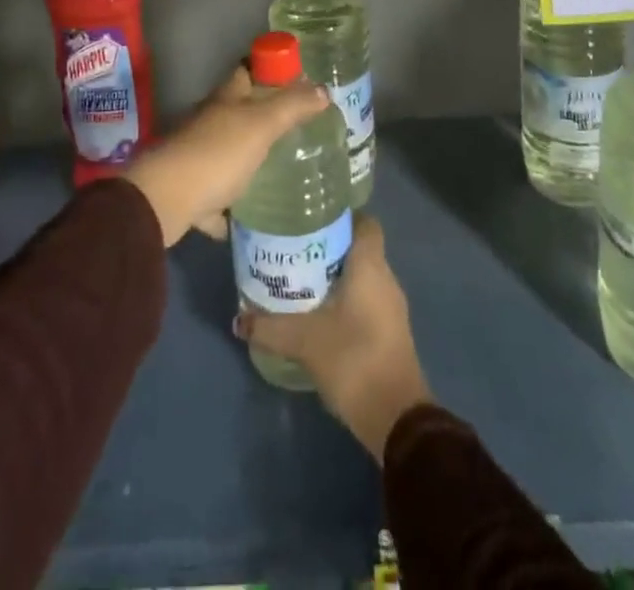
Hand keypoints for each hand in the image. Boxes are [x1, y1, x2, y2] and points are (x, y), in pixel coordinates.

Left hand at [123, 64, 330, 247]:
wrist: (164, 201)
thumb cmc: (216, 154)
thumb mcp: (261, 125)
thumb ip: (291, 107)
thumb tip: (323, 89)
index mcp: (225, 100)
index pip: (247, 71)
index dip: (269, 69)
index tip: (296, 78)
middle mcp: (208, 123)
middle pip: (238, 113)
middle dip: (264, 117)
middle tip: (300, 128)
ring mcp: (196, 158)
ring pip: (227, 154)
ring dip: (248, 161)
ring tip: (283, 172)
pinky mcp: (191, 194)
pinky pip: (216, 199)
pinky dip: (229, 208)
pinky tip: (249, 219)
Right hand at [235, 217, 430, 460]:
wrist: (395, 418)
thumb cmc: (354, 358)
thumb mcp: (304, 340)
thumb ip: (269, 326)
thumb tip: (238, 319)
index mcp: (371, 265)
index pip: (364, 222)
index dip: (341, 215)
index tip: (311, 217)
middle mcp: (385, 278)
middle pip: (358, 247)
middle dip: (328, 245)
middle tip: (293, 247)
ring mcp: (390, 307)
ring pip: (361, 276)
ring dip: (334, 275)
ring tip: (298, 277)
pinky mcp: (389, 332)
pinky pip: (365, 300)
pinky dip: (343, 299)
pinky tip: (316, 312)